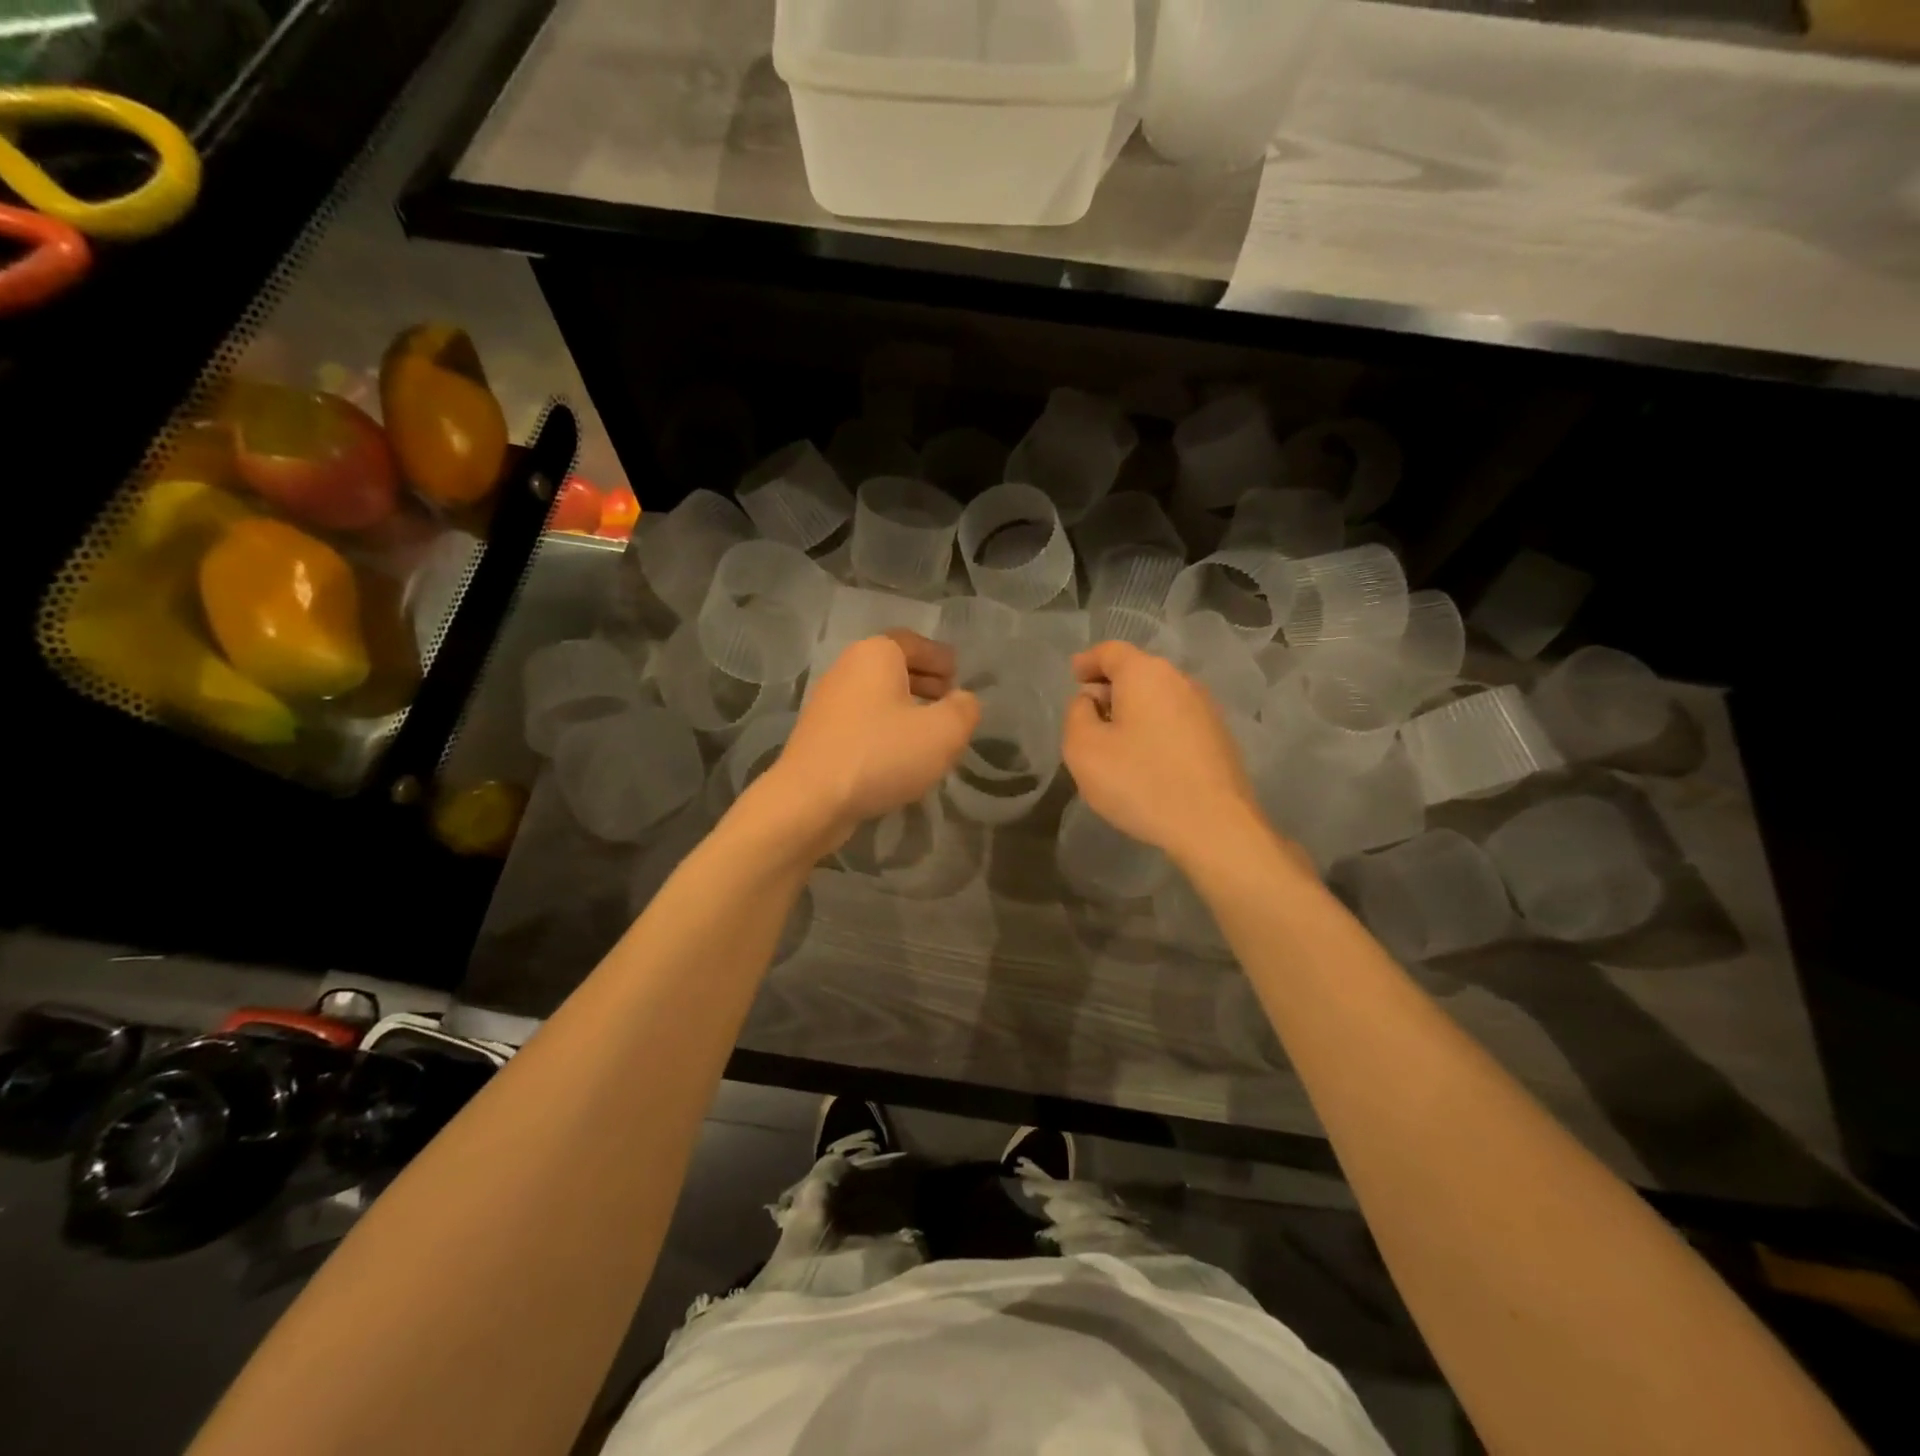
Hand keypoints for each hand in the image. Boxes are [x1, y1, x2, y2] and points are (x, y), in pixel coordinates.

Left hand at [764, 631, 979, 848]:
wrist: (811, 800)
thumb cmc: (881, 755)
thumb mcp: (943, 733)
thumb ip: (964, 710)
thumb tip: (963, 700)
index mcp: (876, 654)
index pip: (914, 642)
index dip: (939, 657)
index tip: (958, 675)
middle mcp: (847, 668)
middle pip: (893, 666)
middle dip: (924, 680)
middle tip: (948, 700)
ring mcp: (828, 702)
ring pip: (877, 695)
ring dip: (905, 707)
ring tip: (929, 732)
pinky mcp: (819, 734)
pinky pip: (862, 720)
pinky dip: (884, 727)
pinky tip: (898, 754)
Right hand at [1062, 640, 1262, 862]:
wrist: (1213, 826)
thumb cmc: (1140, 781)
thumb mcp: (1084, 749)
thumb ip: (1077, 715)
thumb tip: (1090, 701)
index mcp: (1145, 674)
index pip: (1110, 651)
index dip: (1088, 661)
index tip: (1074, 675)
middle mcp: (1180, 681)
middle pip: (1138, 672)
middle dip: (1110, 687)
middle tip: (1088, 714)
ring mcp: (1206, 709)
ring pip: (1159, 698)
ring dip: (1134, 711)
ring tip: (1116, 741)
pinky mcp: (1220, 739)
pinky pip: (1177, 721)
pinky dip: (1156, 729)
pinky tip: (1147, 760)